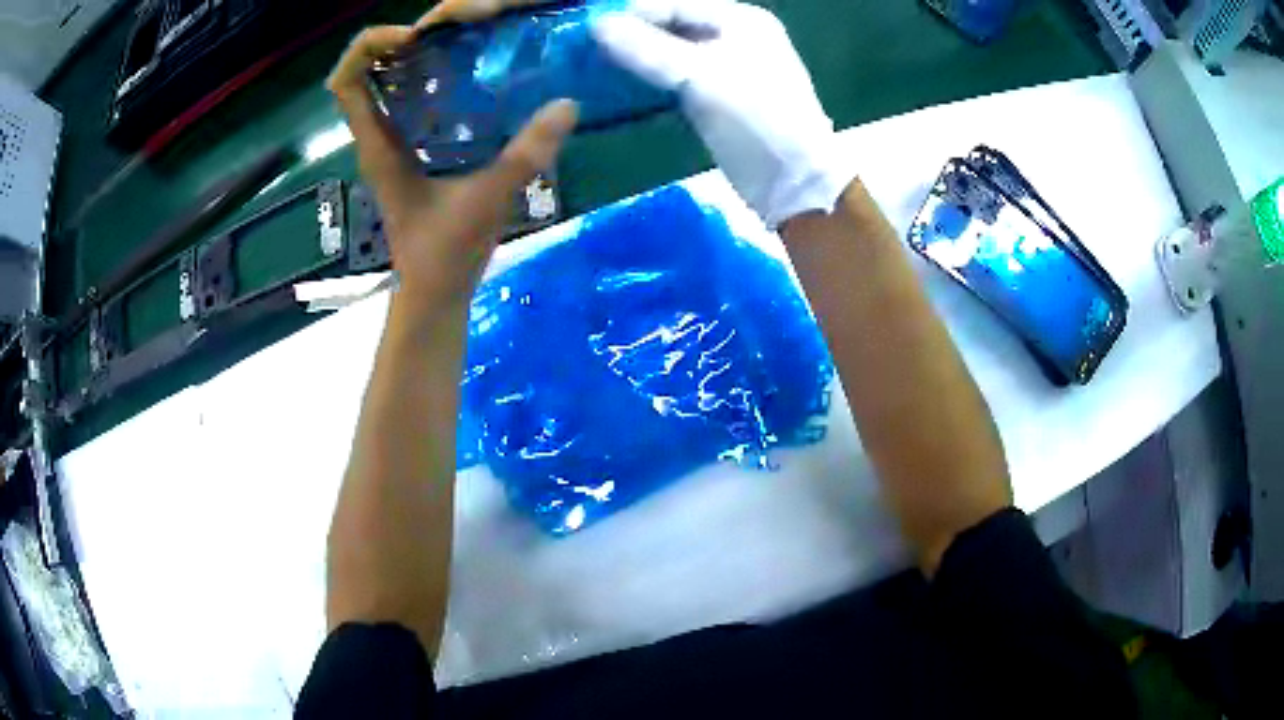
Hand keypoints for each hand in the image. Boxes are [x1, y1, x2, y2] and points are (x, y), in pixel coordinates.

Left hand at [326, 1, 577, 316]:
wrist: (433, 292)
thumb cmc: (445, 255)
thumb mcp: (487, 200)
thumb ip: (525, 155)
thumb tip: (567, 104)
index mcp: (378, 146)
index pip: (345, 82)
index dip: (369, 47)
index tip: (412, 37)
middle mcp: (377, 137)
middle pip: (368, 68)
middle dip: (403, 37)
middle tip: (455, 27)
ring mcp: (391, 142)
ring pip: (387, 80)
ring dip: (417, 52)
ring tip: (464, 37)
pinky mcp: (409, 150)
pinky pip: (408, 97)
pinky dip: (430, 75)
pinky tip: (470, 72)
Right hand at [594, 0, 849, 228]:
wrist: (793, 183)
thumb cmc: (757, 120)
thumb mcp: (701, 77)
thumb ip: (647, 48)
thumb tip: (597, 25)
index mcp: (740, 20)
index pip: (675, 4)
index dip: (631, 13)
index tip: (586, 28)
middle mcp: (735, 36)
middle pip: (673, 24)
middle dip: (631, 34)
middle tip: (586, 48)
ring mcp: (727, 67)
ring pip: (672, 51)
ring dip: (637, 56)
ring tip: (595, 65)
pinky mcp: (718, 96)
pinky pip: (676, 76)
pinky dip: (650, 77)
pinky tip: (621, 85)